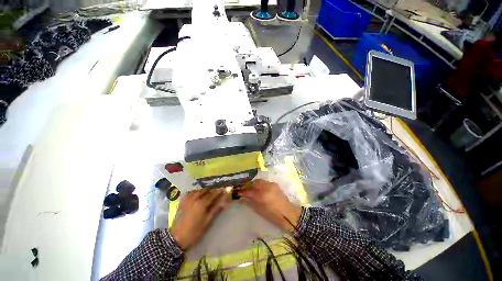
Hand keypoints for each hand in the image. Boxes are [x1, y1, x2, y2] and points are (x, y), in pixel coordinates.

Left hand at [170, 188, 230, 249]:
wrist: (176, 238)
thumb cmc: (194, 231)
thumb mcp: (207, 220)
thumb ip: (216, 208)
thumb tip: (225, 200)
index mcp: (201, 203)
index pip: (213, 193)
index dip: (220, 190)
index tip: (226, 188)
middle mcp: (195, 197)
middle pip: (207, 189)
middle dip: (214, 189)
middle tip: (219, 190)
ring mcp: (188, 198)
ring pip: (200, 189)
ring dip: (206, 189)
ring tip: (211, 192)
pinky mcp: (183, 200)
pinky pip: (192, 191)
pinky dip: (198, 191)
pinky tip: (200, 194)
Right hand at [238, 179, 301, 232]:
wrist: (289, 214)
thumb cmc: (274, 216)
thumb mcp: (260, 211)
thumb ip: (250, 202)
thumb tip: (242, 198)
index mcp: (263, 196)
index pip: (249, 191)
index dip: (243, 192)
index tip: (239, 193)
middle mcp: (267, 188)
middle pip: (254, 183)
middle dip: (248, 185)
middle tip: (244, 189)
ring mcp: (271, 185)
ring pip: (259, 181)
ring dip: (254, 184)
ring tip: (250, 188)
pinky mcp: (275, 184)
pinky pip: (265, 182)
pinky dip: (260, 184)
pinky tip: (258, 188)